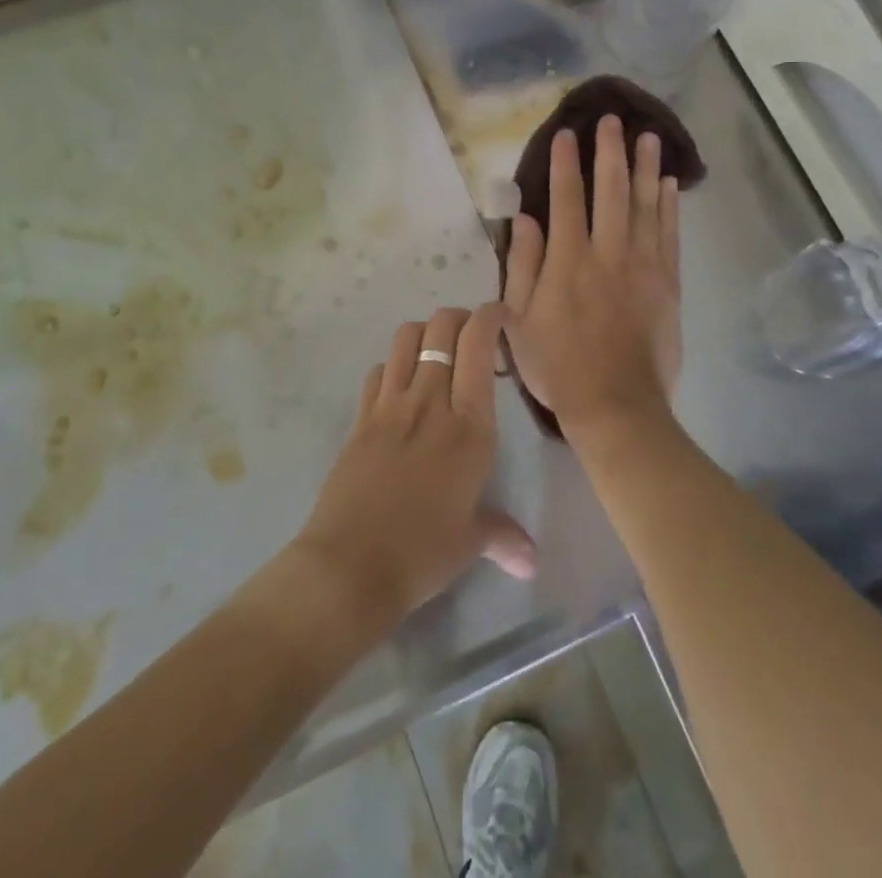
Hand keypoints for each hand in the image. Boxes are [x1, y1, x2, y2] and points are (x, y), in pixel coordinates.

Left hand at [293, 305, 534, 632]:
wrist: (350, 566)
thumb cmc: (423, 553)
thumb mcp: (471, 542)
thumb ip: (503, 536)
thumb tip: (532, 562)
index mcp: (468, 425)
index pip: (478, 345)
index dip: (490, 317)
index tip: (501, 314)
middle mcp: (429, 402)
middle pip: (441, 328)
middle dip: (459, 317)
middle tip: (471, 333)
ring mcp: (389, 406)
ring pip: (405, 338)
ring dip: (424, 331)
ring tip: (436, 349)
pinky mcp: (360, 418)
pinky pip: (378, 371)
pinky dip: (392, 365)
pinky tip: (400, 385)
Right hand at [502, 116, 681, 445]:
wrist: (617, 405)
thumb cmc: (558, 366)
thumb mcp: (519, 320)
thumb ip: (523, 265)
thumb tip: (524, 219)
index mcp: (568, 260)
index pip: (566, 199)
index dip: (564, 163)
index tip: (566, 133)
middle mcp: (608, 252)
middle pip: (610, 190)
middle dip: (609, 151)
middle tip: (612, 120)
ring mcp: (643, 266)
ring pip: (645, 205)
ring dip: (646, 168)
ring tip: (648, 136)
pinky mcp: (668, 283)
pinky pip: (670, 234)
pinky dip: (669, 206)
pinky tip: (670, 184)